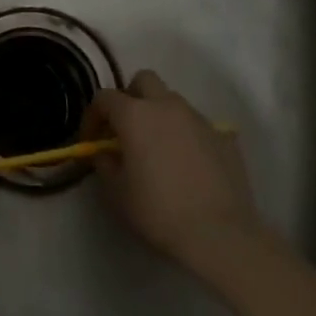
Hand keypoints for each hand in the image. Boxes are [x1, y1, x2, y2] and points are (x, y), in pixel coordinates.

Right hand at [87, 70, 261, 267]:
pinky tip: (188, 164)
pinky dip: (186, 135)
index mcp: (135, 115)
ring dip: (160, 115)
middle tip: (127, 128)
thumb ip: (105, 164)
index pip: (105, 98)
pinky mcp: (223, 136)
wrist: (220, 234)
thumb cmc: (159, 211)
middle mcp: (166, 106)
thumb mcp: (117, 194)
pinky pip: (197, 125)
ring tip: (159, 148)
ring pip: (172, 101)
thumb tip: (106, 153)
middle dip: (131, 97)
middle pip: (144, 81)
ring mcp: (198, 118)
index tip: (92, 140)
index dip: (93, 116)